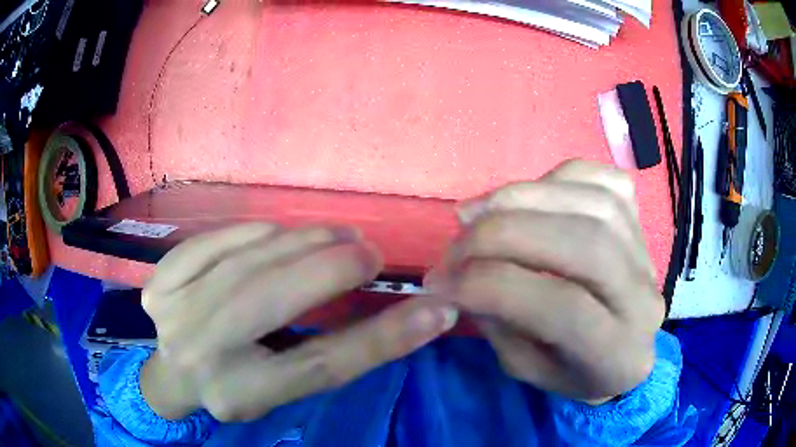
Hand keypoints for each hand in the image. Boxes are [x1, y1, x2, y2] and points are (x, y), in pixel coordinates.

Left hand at [140, 223, 457, 421]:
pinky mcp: (159, 282)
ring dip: (299, 241)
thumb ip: (333, 352)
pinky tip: (274, 234)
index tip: (434, 307)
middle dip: (332, 267)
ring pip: (245, 261)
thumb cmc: (237, 384)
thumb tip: (410, 316)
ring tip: (335, 235)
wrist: (172, 374)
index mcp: (241, 394)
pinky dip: (251, 232)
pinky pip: (214, 241)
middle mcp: (201, 355)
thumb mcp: (284, 384)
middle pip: (273, 299)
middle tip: (369, 251)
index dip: (384, 336)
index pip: (321, 365)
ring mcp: (173, 313)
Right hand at [427, 160, 664, 403]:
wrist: (624, 348)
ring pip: (594, 204)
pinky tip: (527, 195)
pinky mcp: (642, 220)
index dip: (492, 286)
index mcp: (618, 354)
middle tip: (456, 244)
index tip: (441, 283)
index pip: (562, 309)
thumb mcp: (527, 368)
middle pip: (584, 244)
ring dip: (523, 198)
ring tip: (476, 213)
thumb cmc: (574, 370)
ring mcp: (647, 252)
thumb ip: (498, 324)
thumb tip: (461, 274)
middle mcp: (643, 298)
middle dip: (504, 233)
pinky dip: (556, 178)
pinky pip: (604, 179)